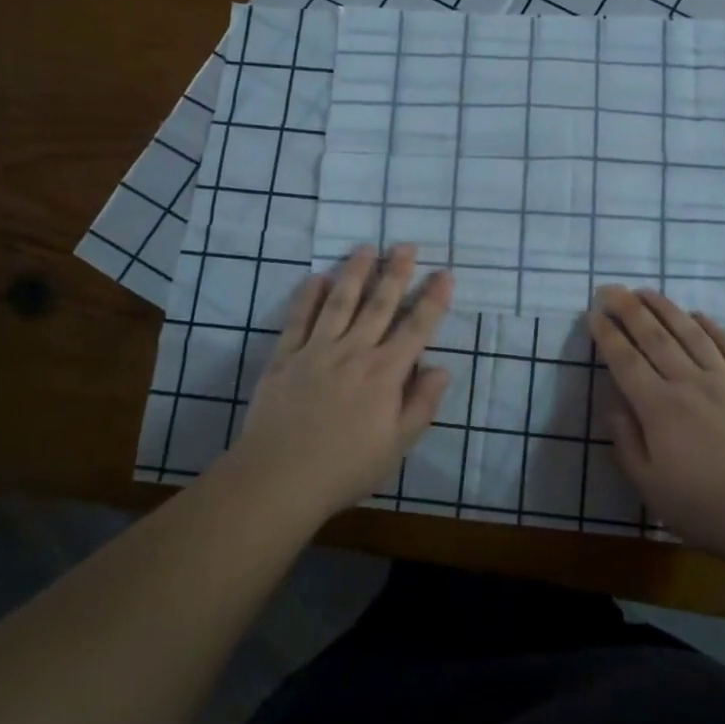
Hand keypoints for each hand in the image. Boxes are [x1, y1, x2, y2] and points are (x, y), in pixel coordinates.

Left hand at [229, 245, 453, 520]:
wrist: (279, 478)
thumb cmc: (345, 467)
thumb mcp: (397, 445)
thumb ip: (422, 404)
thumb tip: (441, 368)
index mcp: (385, 374)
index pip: (416, 328)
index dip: (433, 300)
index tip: (445, 273)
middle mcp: (354, 352)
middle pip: (379, 305)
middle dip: (395, 273)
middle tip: (406, 245)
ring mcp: (317, 351)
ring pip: (340, 302)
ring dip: (354, 273)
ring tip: (366, 248)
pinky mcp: (285, 358)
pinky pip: (299, 319)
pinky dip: (308, 296)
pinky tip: (317, 278)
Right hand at [588, 286, 724, 560]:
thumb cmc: (706, 507)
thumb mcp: (650, 486)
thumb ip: (627, 442)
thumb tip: (615, 404)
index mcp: (659, 408)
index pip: (625, 361)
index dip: (607, 334)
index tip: (593, 313)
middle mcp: (689, 383)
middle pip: (655, 337)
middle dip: (629, 309)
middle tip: (611, 289)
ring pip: (691, 333)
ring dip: (666, 309)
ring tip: (646, 291)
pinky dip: (712, 327)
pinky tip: (699, 315)